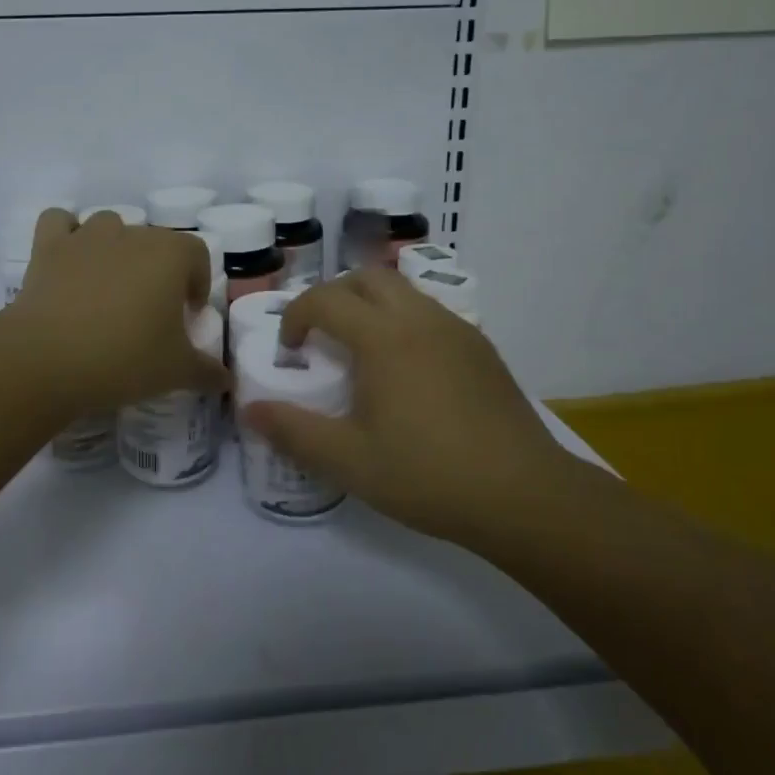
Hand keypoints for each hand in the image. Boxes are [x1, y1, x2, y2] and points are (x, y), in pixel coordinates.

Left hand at [5, 208, 228, 412]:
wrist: (48, 359)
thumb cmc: (124, 359)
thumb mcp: (176, 372)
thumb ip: (207, 372)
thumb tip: (225, 380)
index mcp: (170, 255)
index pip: (197, 254)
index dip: (197, 282)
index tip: (187, 315)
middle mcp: (131, 234)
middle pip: (154, 241)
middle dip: (157, 270)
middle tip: (149, 312)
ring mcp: (87, 236)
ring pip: (110, 225)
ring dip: (115, 247)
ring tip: (110, 286)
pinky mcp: (48, 247)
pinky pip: (58, 221)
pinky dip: (65, 234)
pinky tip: (69, 260)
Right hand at [240, 267, 569, 544]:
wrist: (524, 495)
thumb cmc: (428, 474)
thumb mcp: (349, 461)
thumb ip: (294, 431)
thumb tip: (250, 410)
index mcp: (383, 337)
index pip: (325, 300)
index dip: (296, 316)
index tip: (290, 350)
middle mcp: (420, 319)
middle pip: (366, 279)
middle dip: (333, 297)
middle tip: (322, 337)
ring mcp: (456, 329)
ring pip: (403, 291)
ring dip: (371, 306)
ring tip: (361, 352)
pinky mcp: (481, 348)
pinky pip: (430, 313)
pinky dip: (403, 321)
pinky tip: (407, 370)